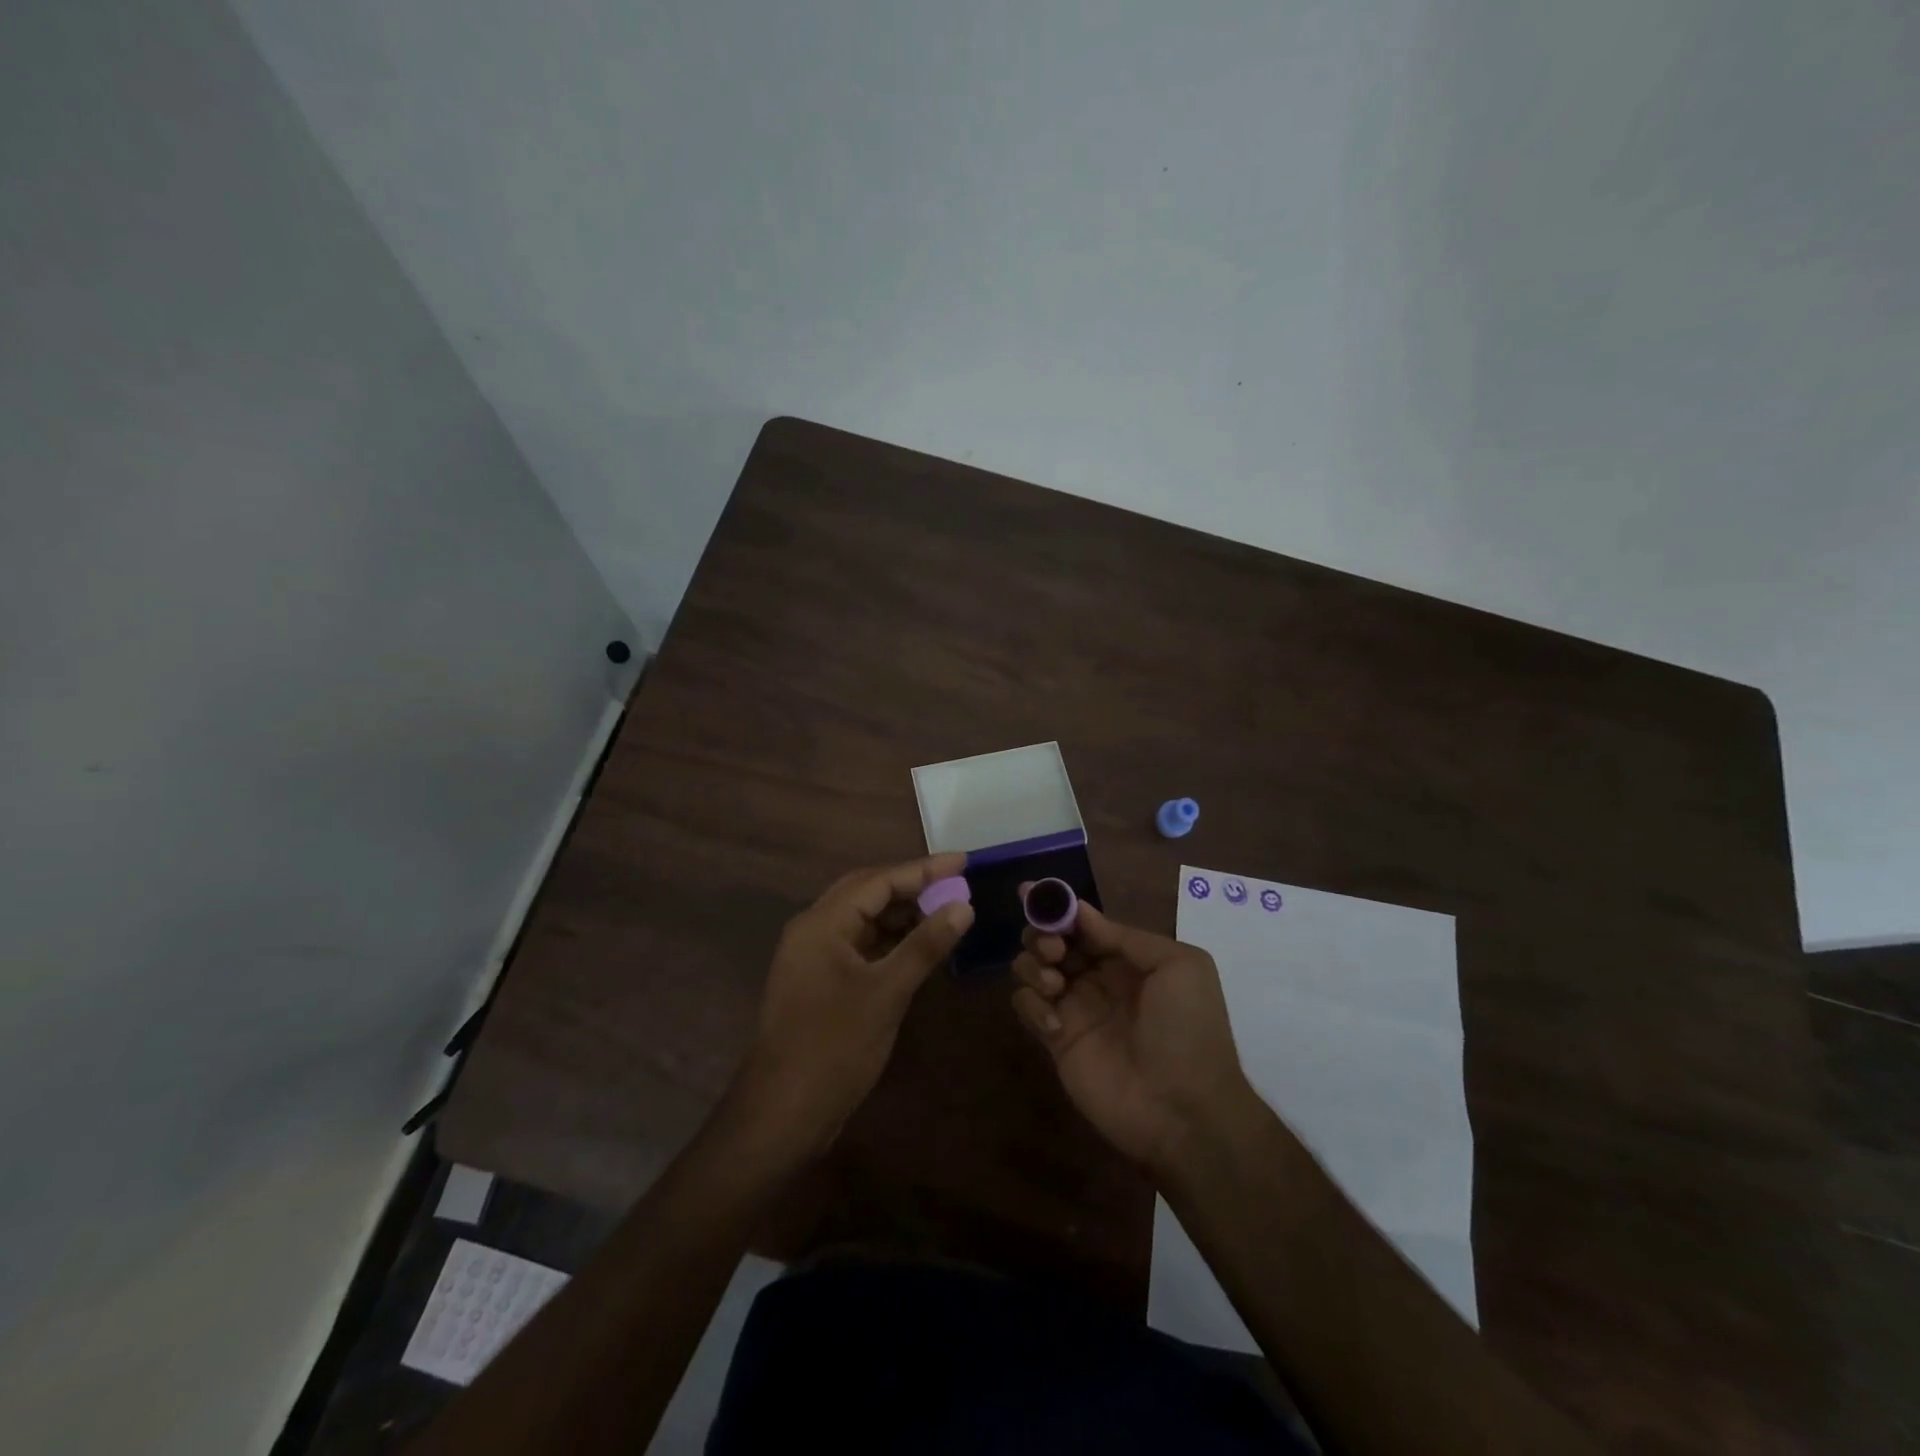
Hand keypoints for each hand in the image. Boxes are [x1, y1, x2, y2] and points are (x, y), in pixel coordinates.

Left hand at [733, 854, 973, 1158]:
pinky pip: (859, 945)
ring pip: (863, 919)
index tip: (963, 861)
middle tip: (956, 882)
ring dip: (902, 913)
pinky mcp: (820, 982)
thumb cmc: (834, 1047)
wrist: (782, 1113)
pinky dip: (890, 940)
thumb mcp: (887, 993)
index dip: (922, 870)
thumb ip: (924, 945)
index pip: (877, 880)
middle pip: (867, 892)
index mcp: (821, 923)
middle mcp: (813, 930)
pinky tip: (919, 946)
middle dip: (912, 885)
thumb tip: (963, 907)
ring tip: (945, 911)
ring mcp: (814, 957)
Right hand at [1011, 901, 1253, 1173]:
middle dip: (1043, 933)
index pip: (1084, 923)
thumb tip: (1081, 912)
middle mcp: (1097, 978)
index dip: (1059, 907)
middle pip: (1052, 940)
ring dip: (1033, 965)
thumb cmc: (1188, 1030)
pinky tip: (1054, 1023)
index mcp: (1127, 958)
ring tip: (1054, 984)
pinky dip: (1031, 1004)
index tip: (1032, 892)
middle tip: (1054, 949)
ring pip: (1032, 968)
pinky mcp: (1056, 1041)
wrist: (1185, 1110)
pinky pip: (1026, 1007)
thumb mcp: (1180, 966)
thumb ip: (1127, 936)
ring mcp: (1075, 1009)